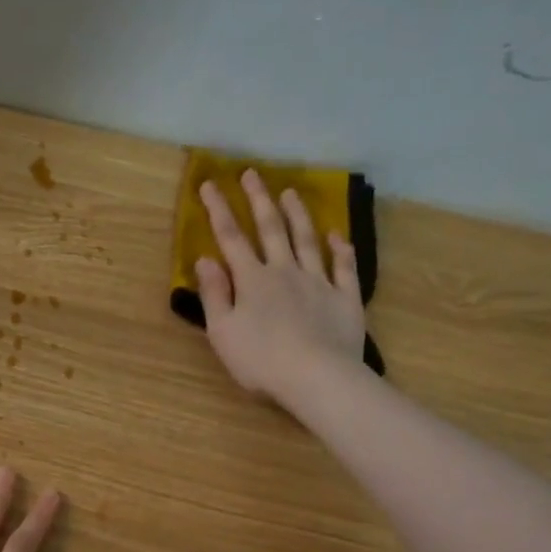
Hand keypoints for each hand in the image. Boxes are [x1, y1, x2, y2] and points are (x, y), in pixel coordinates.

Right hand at [196, 169, 365, 404]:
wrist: (316, 378)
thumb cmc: (260, 360)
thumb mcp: (222, 332)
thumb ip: (214, 294)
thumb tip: (205, 259)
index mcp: (252, 280)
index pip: (230, 238)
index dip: (218, 210)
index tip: (209, 184)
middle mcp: (285, 271)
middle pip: (270, 229)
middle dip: (258, 199)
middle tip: (252, 173)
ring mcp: (318, 282)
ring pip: (307, 240)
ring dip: (298, 215)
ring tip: (291, 193)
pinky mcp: (345, 298)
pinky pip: (344, 267)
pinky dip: (341, 248)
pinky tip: (338, 235)